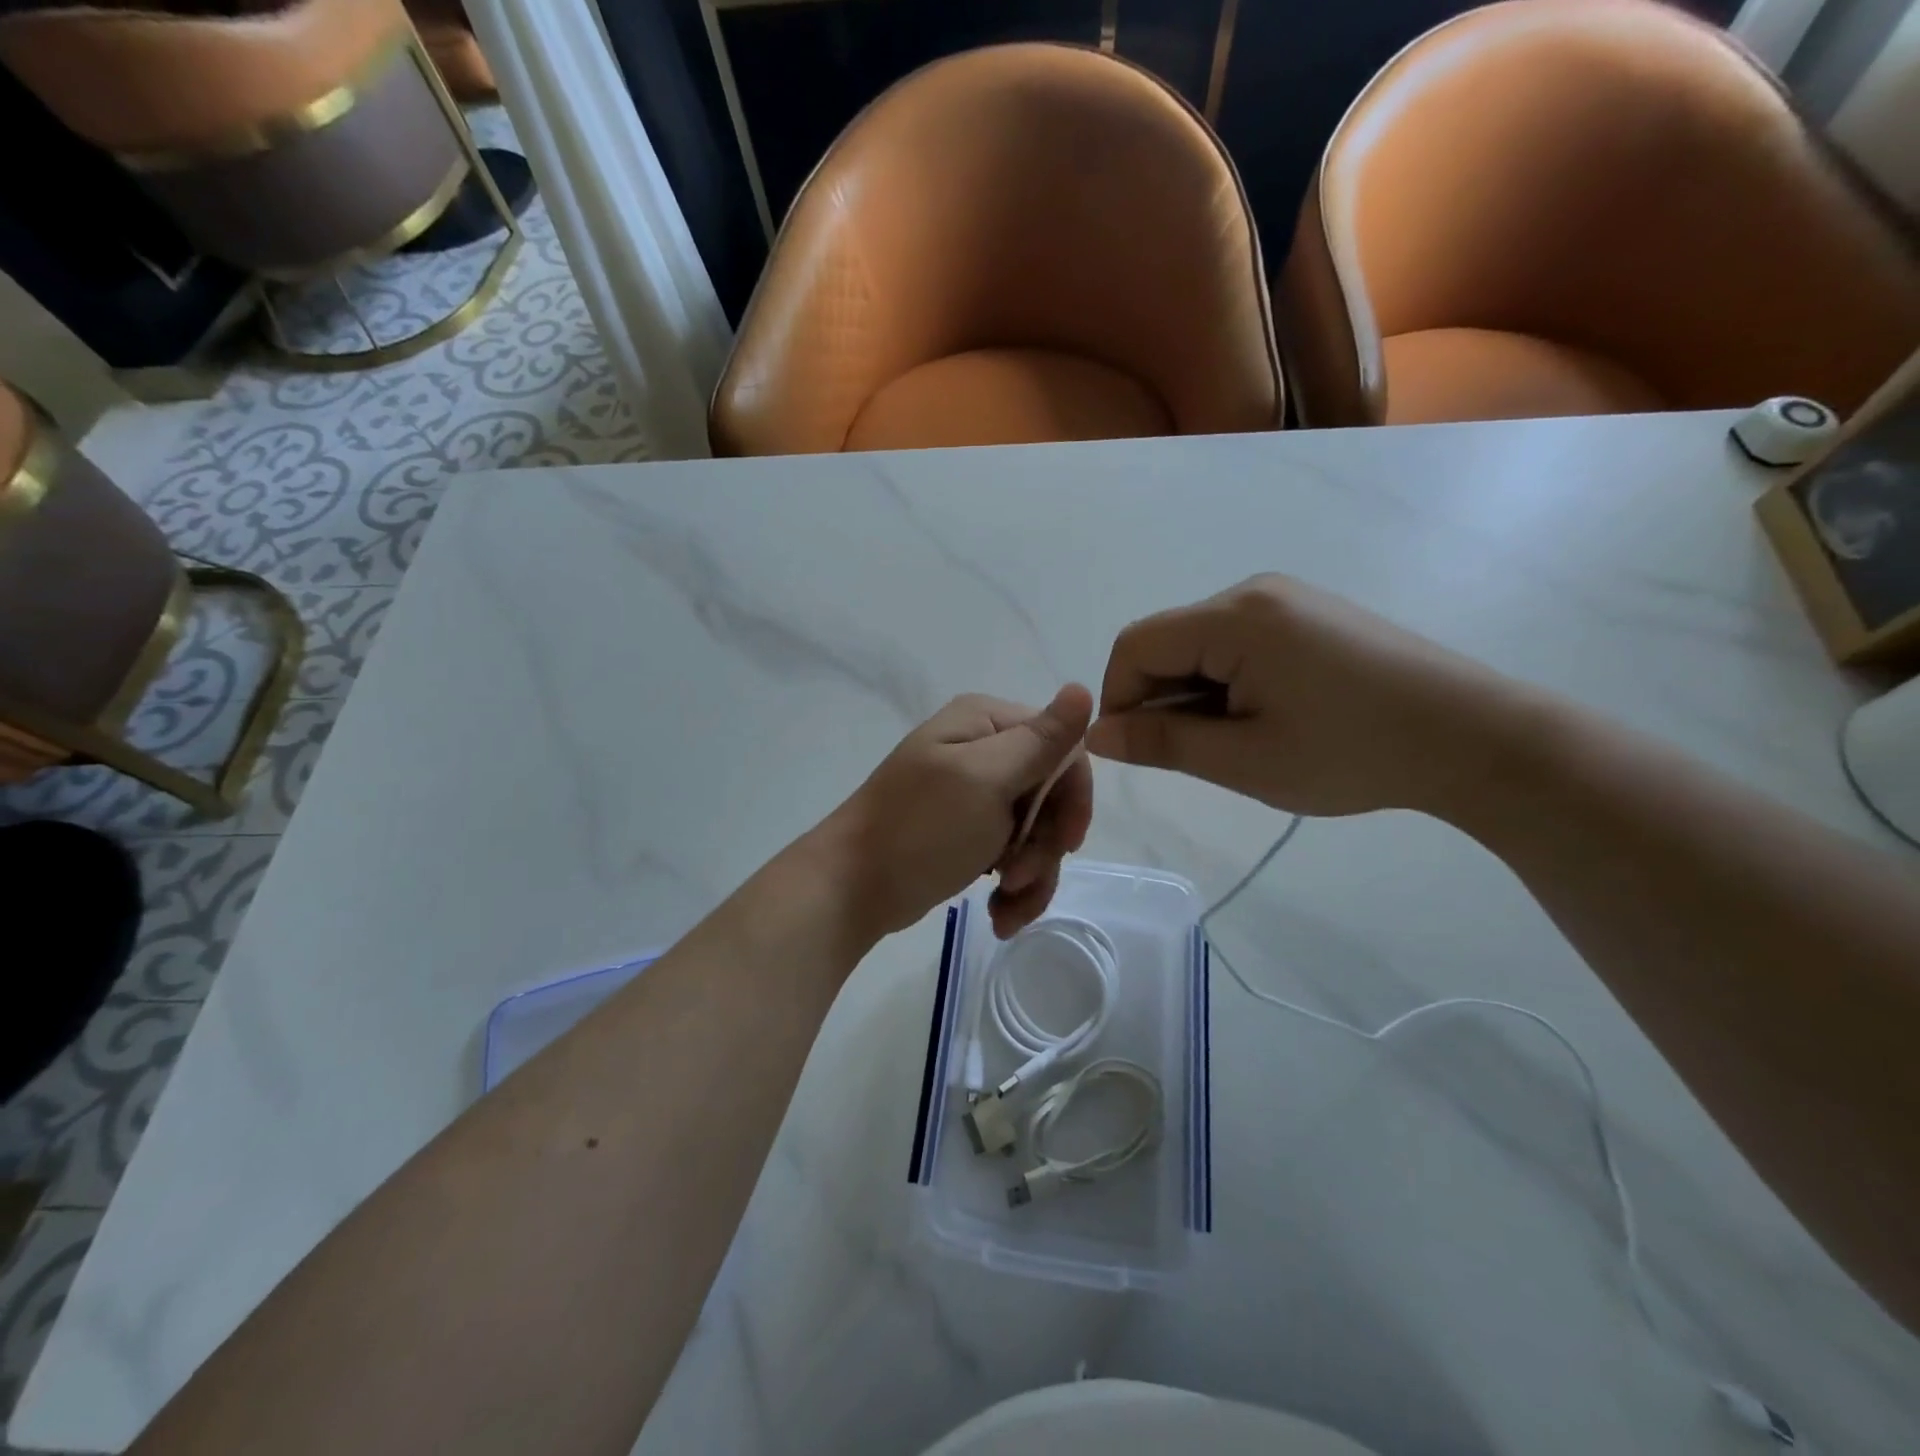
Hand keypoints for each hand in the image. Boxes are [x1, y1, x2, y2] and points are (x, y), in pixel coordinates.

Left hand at [828, 686, 1094, 938]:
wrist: (853, 888)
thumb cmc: (920, 829)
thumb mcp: (985, 780)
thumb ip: (1040, 740)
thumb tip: (1083, 687)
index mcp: (986, 723)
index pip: (1062, 748)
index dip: (1072, 797)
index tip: (1066, 841)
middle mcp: (984, 750)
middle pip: (1053, 796)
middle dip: (1045, 846)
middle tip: (1019, 876)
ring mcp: (976, 794)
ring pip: (1038, 833)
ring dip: (1032, 876)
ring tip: (1004, 910)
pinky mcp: (970, 833)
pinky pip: (1014, 855)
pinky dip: (1015, 888)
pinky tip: (1000, 914)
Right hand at [1084, 575, 1522, 817]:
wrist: (1472, 737)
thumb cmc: (1351, 752)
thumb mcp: (1245, 759)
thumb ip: (1162, 742)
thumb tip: (1097, 734)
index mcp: (1234, 617)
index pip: (1135, 645)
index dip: (1119, 697)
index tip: (1140, 749)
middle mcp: (1253, 592)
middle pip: (1167, 641)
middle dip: (1163, 698)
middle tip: (1200, 753)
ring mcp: (1285, 598)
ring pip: (1200, 645)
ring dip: (1196, 693)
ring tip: (1242, 740)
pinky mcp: (1307, 614)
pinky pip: (1236, 642)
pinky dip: (1227, 681)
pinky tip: (1267, 717)